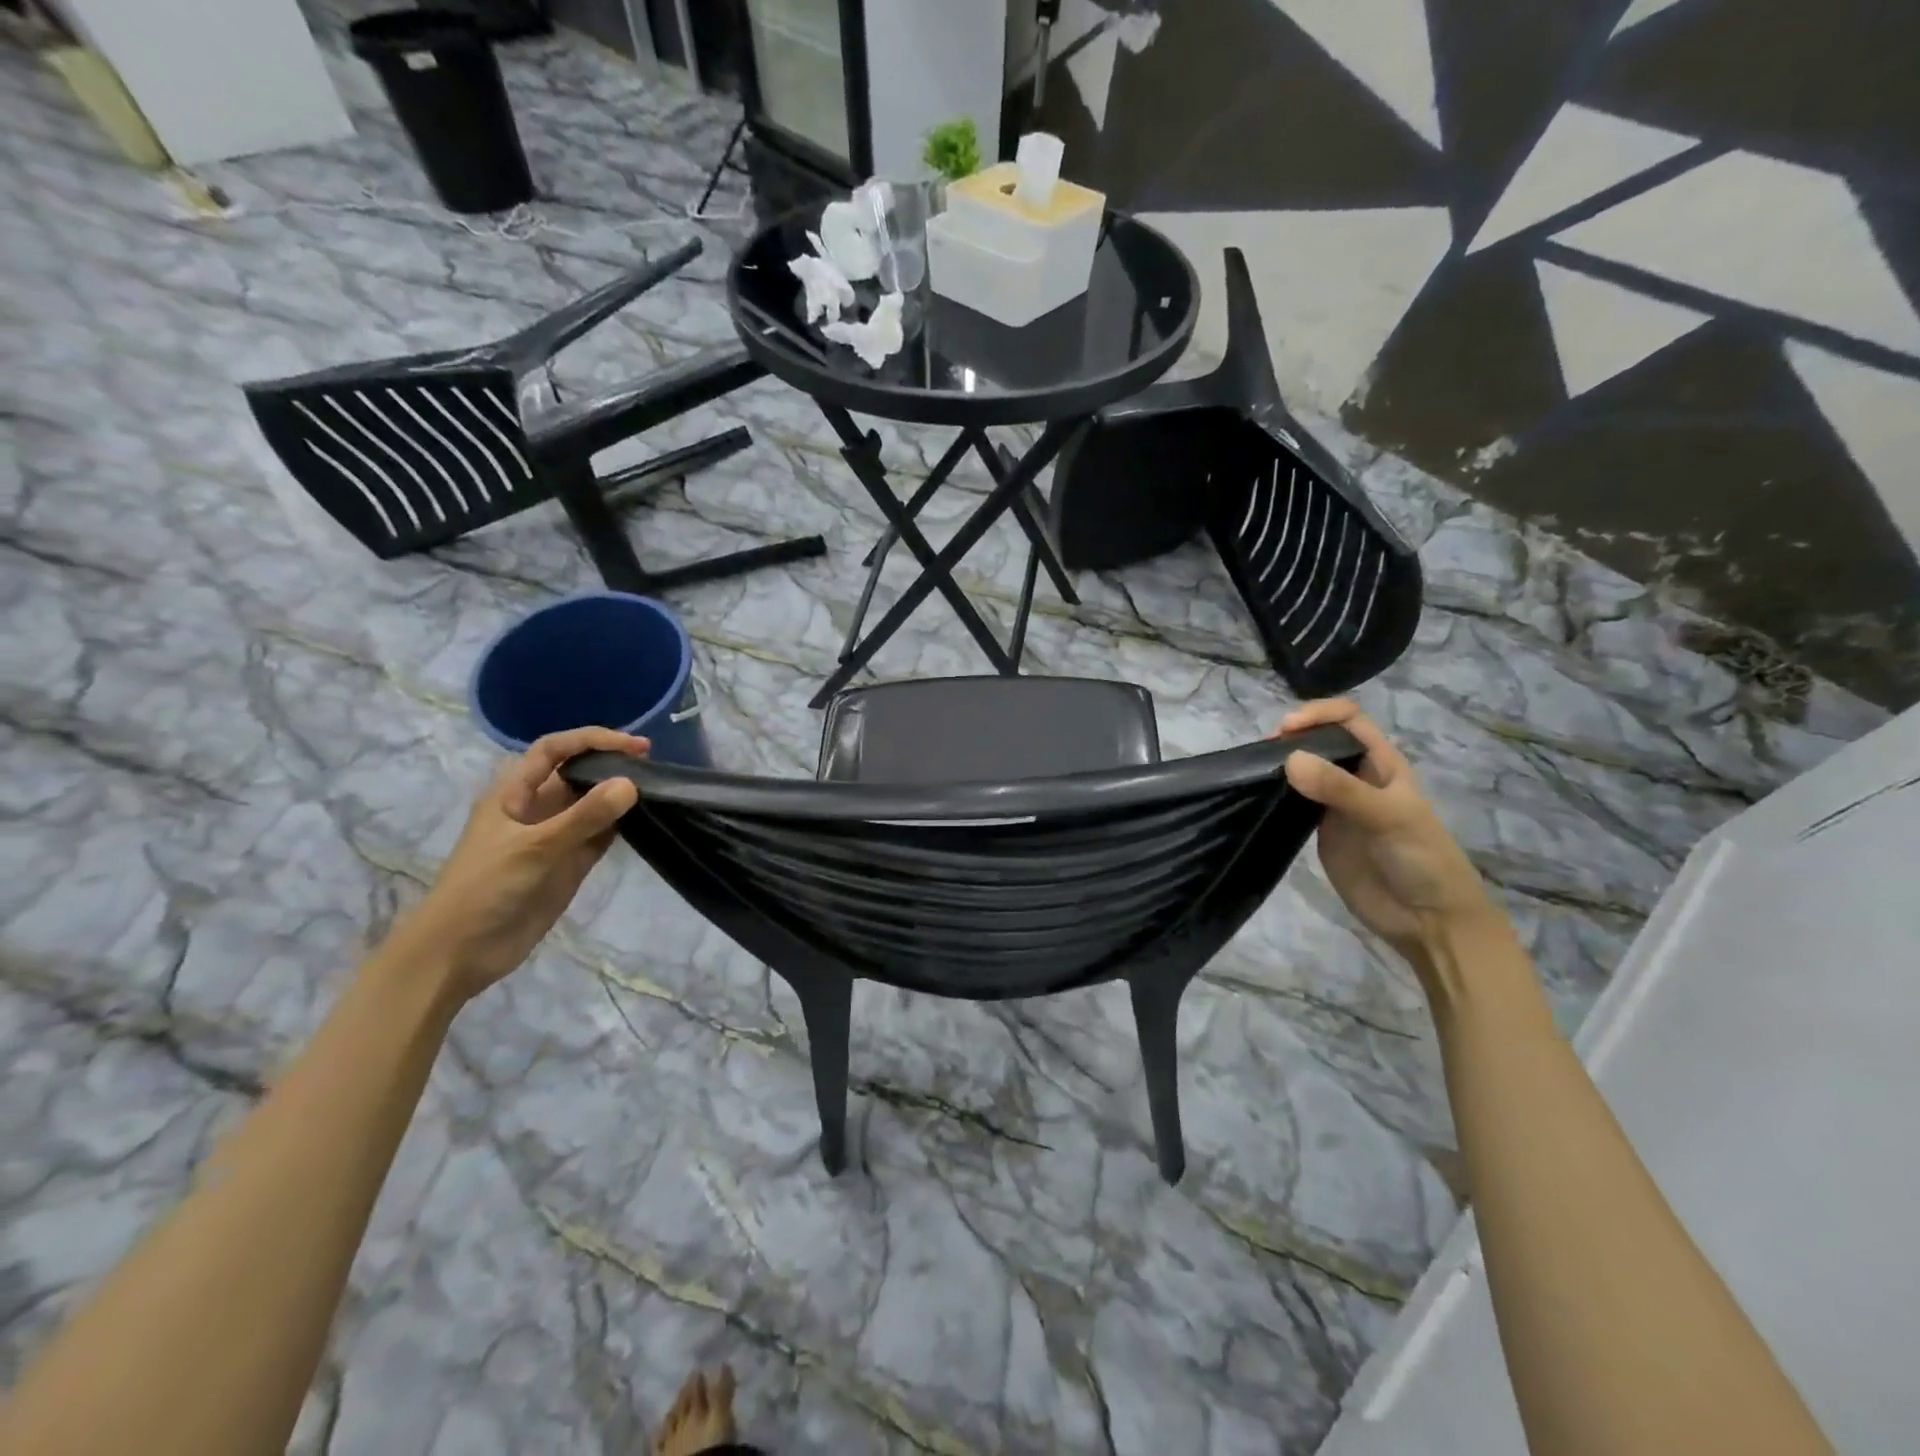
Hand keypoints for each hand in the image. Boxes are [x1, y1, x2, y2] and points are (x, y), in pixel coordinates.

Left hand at [386, 728, 647, 1004]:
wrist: (459, 954)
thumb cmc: (485, 889)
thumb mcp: (535, 848)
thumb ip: (584, 817)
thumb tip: (631, 783)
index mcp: (513, 793)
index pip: (555, 750)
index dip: (592, 740)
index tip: (634, 746)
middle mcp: (535, 808)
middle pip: (577, 773)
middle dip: (611, 765)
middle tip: (653, 766)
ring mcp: (554, 838)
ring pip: (592, 805)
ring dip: (619, 796)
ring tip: (657, 789)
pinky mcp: (568, 864)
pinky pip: (599, 836)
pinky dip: (621, 827)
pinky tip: (645, 821)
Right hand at [1279, 700, 1500, 968]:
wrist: (1429, 921)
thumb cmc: (1422, 860)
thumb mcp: (1389, 817)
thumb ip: (1341, 789)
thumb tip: (1289, 758)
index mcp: (1382, 763)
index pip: (1349, 720)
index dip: (1319, 714)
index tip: (1287, 728)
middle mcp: (1356, 777)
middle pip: (1320, 741)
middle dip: (1292, 737)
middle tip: (1263, 752)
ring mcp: (1336, 805)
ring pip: (1303, 771)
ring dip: (1280, 764)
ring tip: (1253, 771)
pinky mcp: (1320, 831)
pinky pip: (1293, 804)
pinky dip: (1275, 794)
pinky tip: (1258, 796)